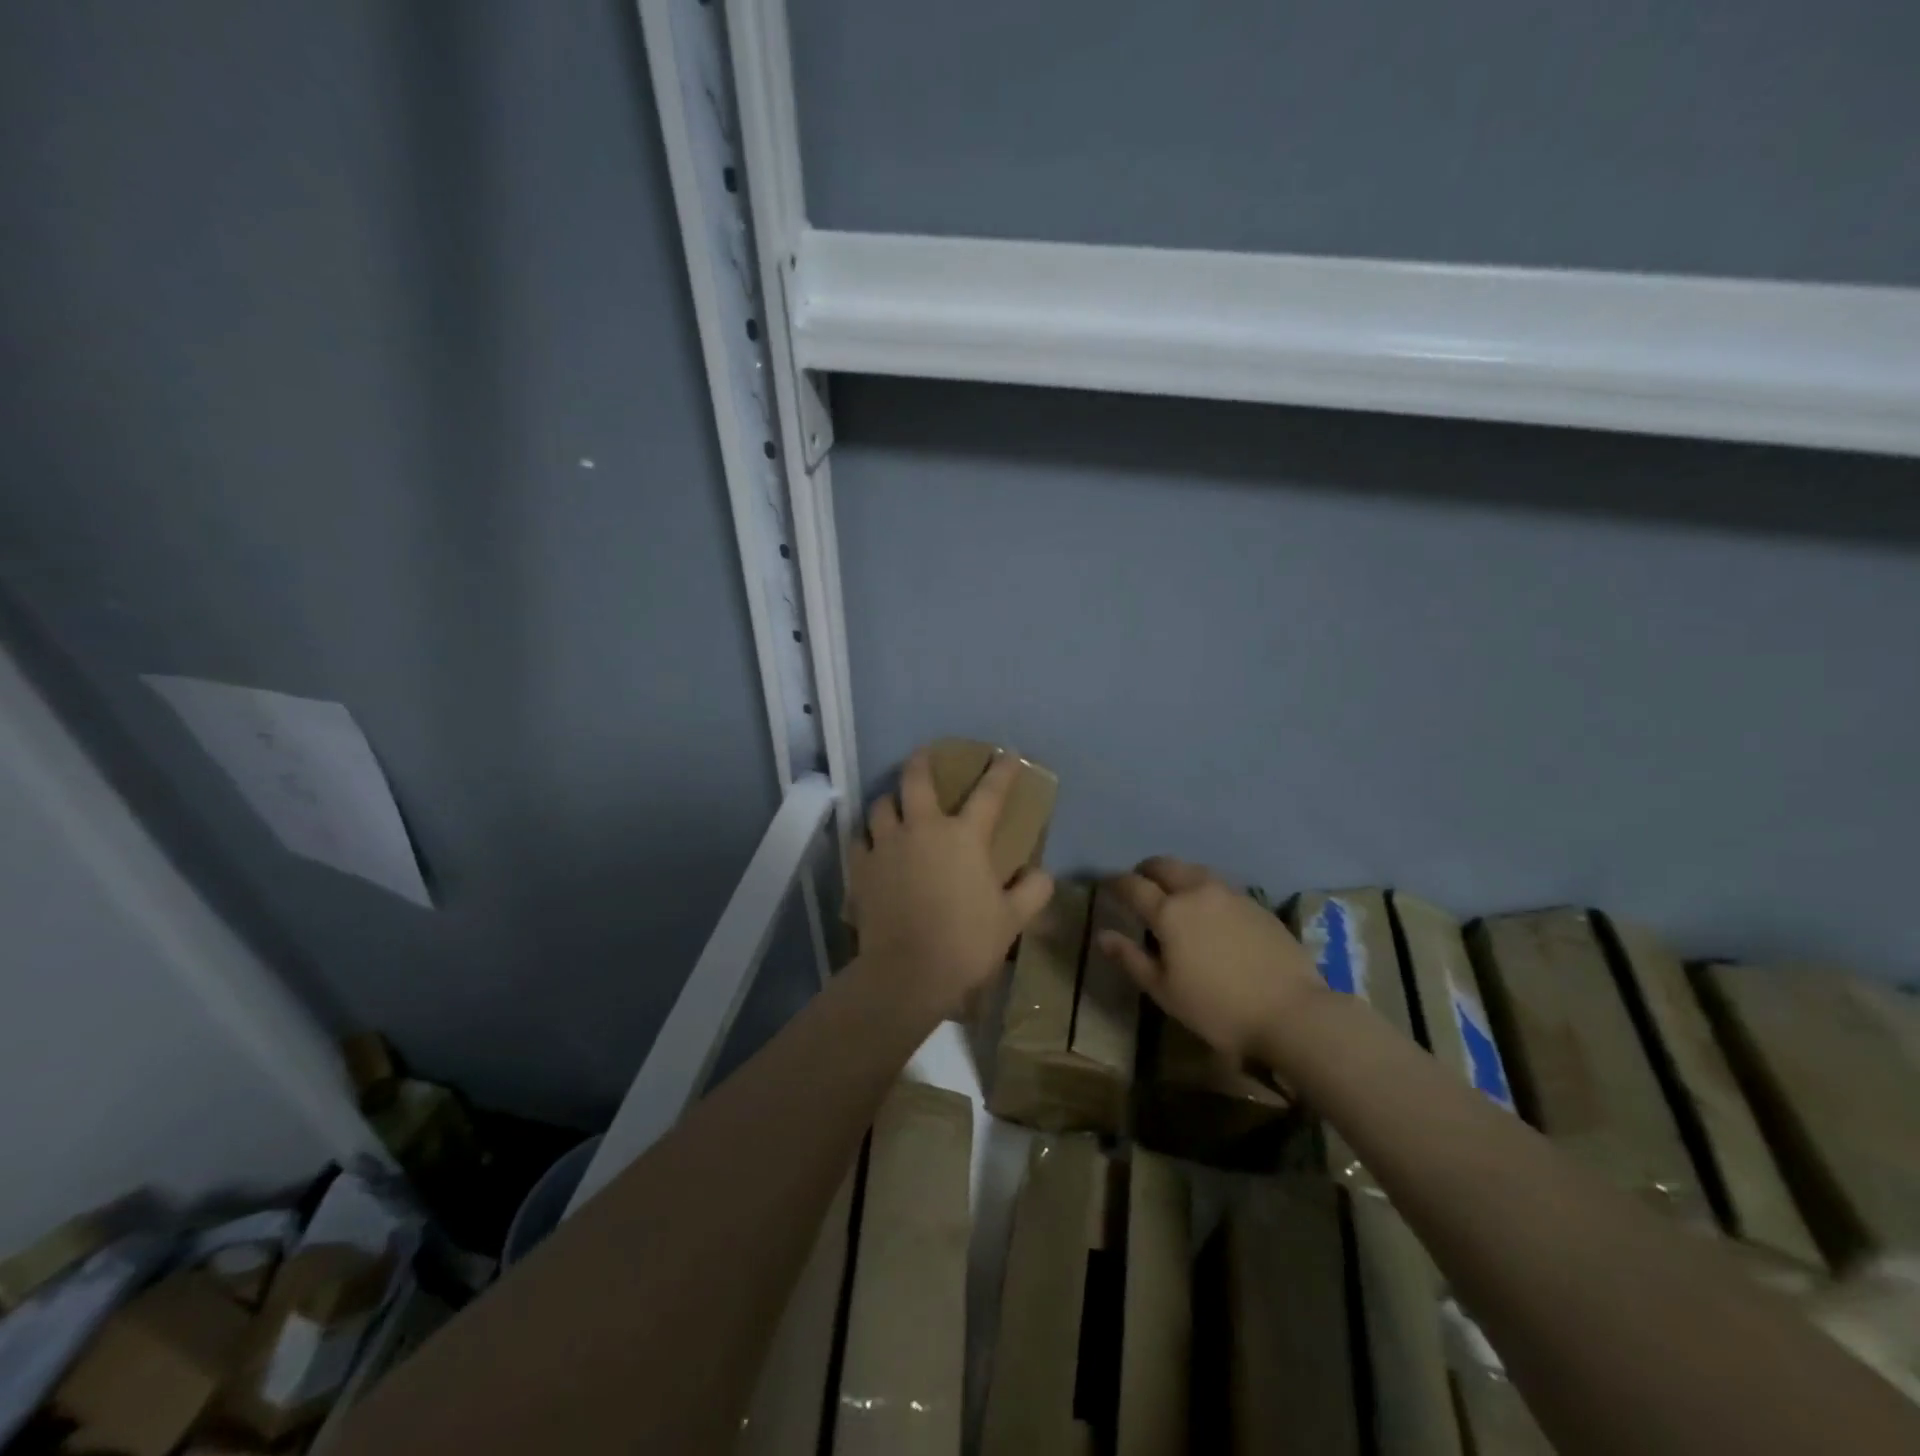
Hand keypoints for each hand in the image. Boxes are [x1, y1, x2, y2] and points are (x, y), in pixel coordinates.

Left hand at [850, 748, 1054, 1016]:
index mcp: (964, 836)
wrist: (909, 972)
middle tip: (924, 754)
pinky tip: (871, 844)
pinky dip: (867, 837)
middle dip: (921, 761)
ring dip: (890, 800)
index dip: (1001, 771)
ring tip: (894, 804)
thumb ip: (1032, 891)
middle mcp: (923, 829)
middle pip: (916, 780)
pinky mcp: (862, 867)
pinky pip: (860, 839)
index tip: (1007, 755)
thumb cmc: (966, 942)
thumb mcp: (1012, 919)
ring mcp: (887, 845)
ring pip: (881, 805)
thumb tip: (1042, 873)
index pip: (989, 793)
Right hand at [1100, 857, 1323, 1065]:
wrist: (1292, 1013)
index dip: (1115, 883)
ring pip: (1195, 871)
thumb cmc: (1218, 1008)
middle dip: (1146, 870)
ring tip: (1174, 894)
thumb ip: (1131, 958)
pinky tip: (1209, 910)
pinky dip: (1204, 889)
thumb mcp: (1165, 991)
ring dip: (1177, 875)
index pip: (1133, 885)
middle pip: (1165, 866)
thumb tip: (1103, 935)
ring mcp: (1231, 894)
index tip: (1106, 885)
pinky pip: (1220, 885)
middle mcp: (1197, 892)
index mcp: (1169, 911)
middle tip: (1139, 883)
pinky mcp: (1256, 905)